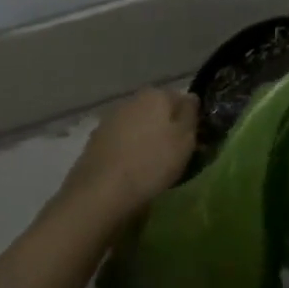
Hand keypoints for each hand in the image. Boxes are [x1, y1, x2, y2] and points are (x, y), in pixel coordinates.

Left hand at [53, 87, 199, 231]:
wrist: (101, 193)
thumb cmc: (152, 163)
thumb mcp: (185, 139)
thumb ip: (190, 114)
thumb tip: (190, 98)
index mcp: (156, 95)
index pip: (182, 99)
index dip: (190, 119)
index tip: (194, 140)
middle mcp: (131, 100)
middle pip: (157, 111)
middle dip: (166, 127)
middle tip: (175, 154)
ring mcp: (110, 120)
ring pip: (138, 125)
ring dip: (146, 139)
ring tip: (152, 165)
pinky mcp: (95, 141)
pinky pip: (121, 141)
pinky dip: (128, 151)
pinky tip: (131, 170)